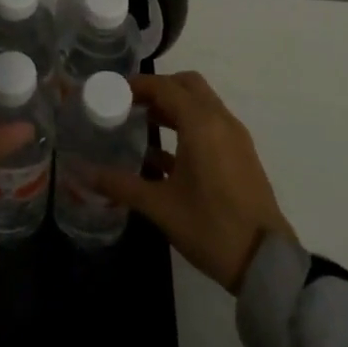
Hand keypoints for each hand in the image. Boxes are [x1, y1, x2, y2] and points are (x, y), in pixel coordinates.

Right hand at [92, 71, 294, 293]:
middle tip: (129, 104)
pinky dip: (188, 125)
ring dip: (173, 106)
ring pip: (201, 104)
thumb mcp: (160, 206)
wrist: (265, 261)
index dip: (136, 85)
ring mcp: (235, 138)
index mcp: (201, 124)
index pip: (164, 87)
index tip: (112, 92)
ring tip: (141, 124)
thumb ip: (120, 185)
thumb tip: (82, 173)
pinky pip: (211, 124)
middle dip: (157, 89)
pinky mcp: (240, 155)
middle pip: (187, 86)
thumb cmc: (210, 227)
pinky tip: (162, 155)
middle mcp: (221, 121)